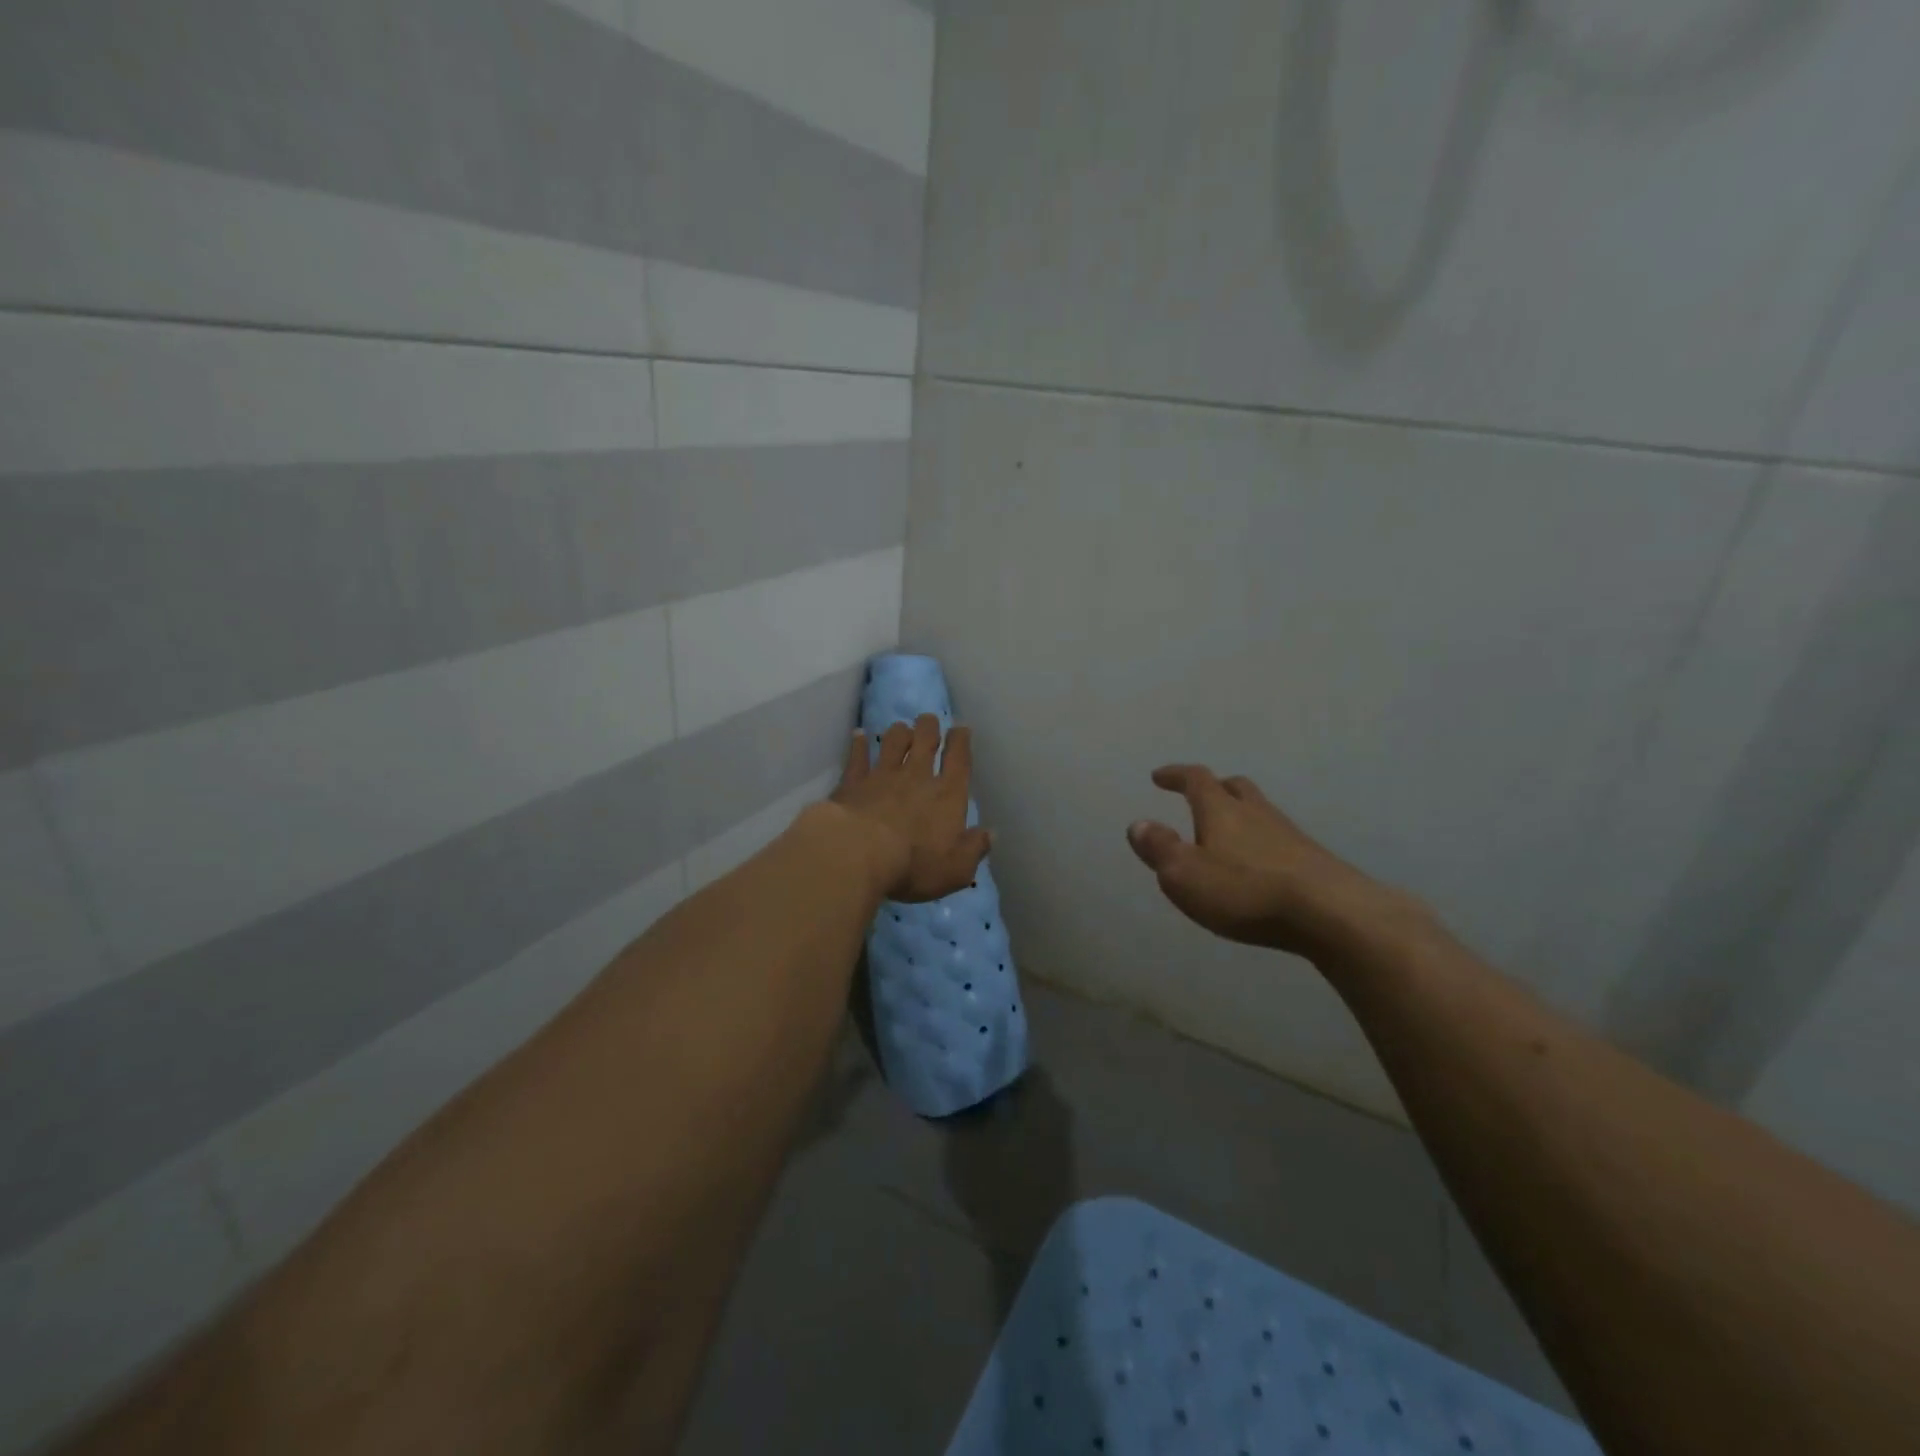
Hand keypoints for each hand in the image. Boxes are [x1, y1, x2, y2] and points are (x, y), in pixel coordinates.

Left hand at [830, 715, 991, 902]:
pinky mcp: (853, 782)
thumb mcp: (956, 870)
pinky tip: (858, 734)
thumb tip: (989, 834)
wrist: (857, 853)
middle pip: (925, 740)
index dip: (961, 741)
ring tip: (901, 727)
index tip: (960, 728)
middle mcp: (917, 776)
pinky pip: (857, 756)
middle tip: (928, 720)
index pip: (959, 760)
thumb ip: (974, 849)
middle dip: (929, 727)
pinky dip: (858, 743)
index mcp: (947, 795)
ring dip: (899, 732)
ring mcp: (882, 775)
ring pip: (893, 741)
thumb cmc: (914, 865)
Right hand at [1126, 764, 1425, 960]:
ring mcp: (1289, 835)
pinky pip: (1279, 841)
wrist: (1330, 913)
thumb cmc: (1245, 891)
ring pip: (1261, 812)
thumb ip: (1159, 848)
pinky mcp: (1313, 861)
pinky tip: (1260, 867)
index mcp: (1221, 810)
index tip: (1159, 776)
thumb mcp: (1185, 874)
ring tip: (1228, 835)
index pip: (1195, 779)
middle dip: (1215, 788)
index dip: (1176, 775)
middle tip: (1200, 797)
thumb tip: (1138, 824)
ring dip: (1241, 816)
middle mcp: (1256, 813)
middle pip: (1236, 788)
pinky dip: (1261, 844)